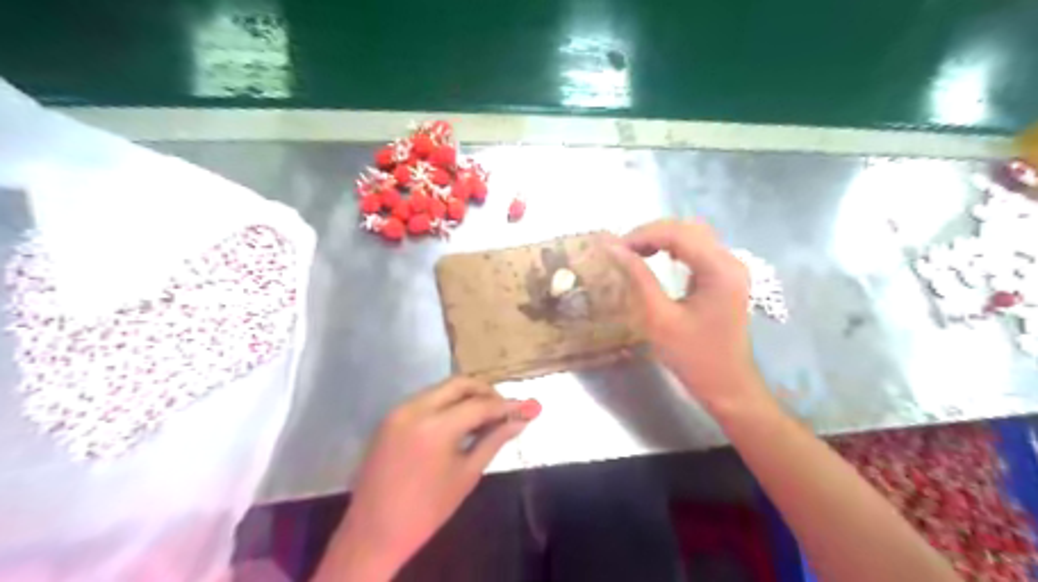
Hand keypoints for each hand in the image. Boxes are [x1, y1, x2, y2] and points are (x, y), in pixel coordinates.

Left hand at [319, 375, 540, 579]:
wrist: (374, 531)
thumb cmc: (427, 510)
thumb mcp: (466, 475)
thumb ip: (494, 441)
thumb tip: (521, 421)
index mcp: (435, 427)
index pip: (479, 405)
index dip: (505, 405)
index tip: (525, 407)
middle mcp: (415, 409)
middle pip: (459, 384)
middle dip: (485, 391)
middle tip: (504, 407)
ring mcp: (398, 411)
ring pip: (441, 389)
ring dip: (465, 396)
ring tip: (484, 416)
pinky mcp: (390, 417)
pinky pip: (425, 400)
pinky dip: (446, 403)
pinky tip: (458, 421)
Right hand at [606, 218, 764, 413]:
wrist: (728, 386)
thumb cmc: (693, 357)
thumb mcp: (659, 318)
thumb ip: (638, 278)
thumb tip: (614, 249)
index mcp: (719, 270)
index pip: (678, 234)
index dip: (643, 235)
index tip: (615, 248)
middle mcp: (731, 261)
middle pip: (688, 228)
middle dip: (652, 233)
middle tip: (622, 250)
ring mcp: (732, 269)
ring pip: (694, 235)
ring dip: (663, 238)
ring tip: (635, 252)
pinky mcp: (727, 277)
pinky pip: (699, 249)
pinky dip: (675, 248)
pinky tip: (657, 257)